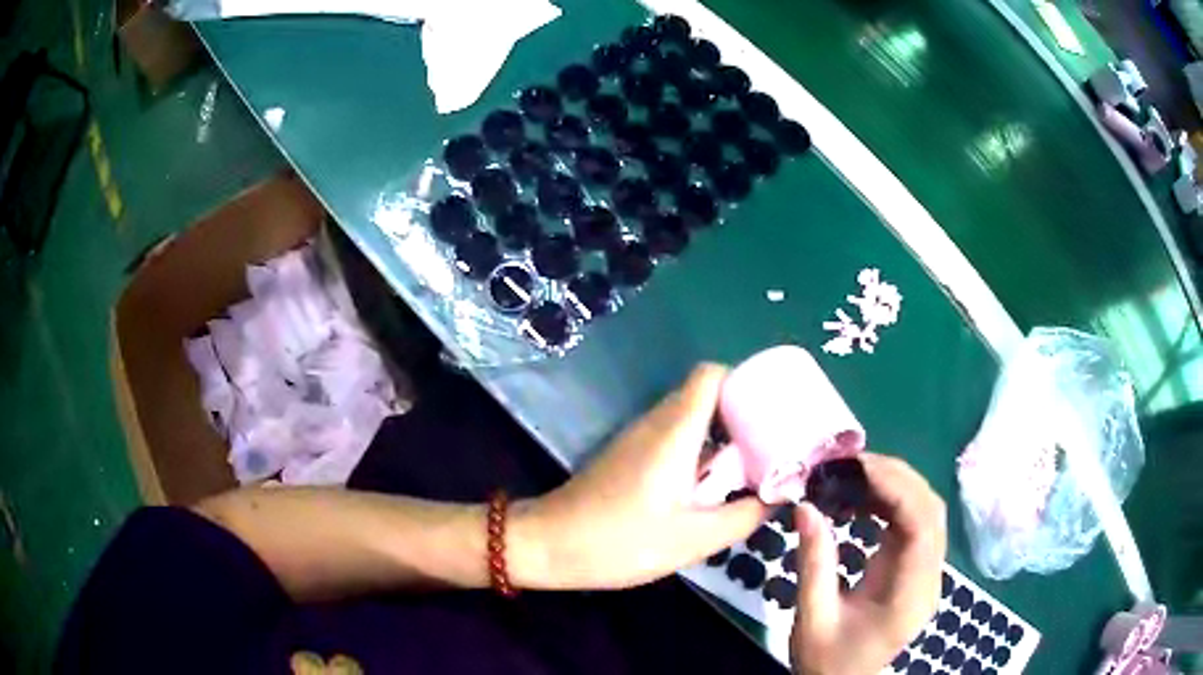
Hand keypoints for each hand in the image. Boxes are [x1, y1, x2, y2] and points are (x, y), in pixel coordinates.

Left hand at [516, 364, 770, 589]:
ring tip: (747, 467)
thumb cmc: (622, 541)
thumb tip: (776, 497)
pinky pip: (671, 437)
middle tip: (769, 446)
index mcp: (675, 431)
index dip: (745, 383)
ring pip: (688, 418)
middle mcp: (655, 422)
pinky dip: (697, 451)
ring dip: (720, 436)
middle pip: (705, 395)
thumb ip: (744, 516)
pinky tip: (707, 487)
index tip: (771, 411)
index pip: (712, 375)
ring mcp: (637, 437)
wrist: (550, 545)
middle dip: (741, 414)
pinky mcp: (627, 455)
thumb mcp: (694, 538)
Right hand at [790, 453, 945, 674]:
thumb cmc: (827, 661)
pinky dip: (892, 504)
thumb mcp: (812, 619)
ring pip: (927, 513)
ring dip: (896, 487)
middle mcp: (929, 579)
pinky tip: (864, 500)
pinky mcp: (917, 571)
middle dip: (896, 478)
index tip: (859, 468)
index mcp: (909, 595)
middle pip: (931, 512)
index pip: (922, 527)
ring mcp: (927, 574)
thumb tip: (806, 506)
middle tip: (851, 464)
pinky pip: (915, 525)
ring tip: (853, 476)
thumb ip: (813, 564)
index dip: (898, 489)